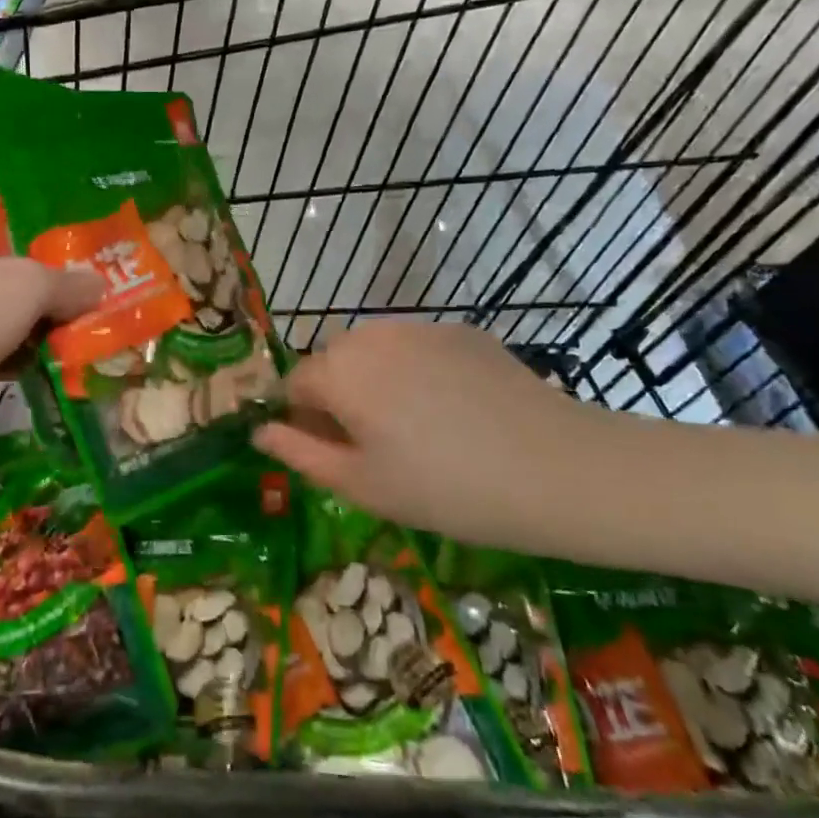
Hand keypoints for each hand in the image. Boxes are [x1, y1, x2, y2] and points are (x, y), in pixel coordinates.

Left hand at [0, 199, 102, 410]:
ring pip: (8, 311)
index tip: (80, 234)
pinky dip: (24, 356)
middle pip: (13, 265)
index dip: (41, 219)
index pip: (2, 210)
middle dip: (53, 281)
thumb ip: (69, 283)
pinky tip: (63, 361)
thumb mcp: (29, 285)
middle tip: (97, 287)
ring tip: (91, 326)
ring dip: (42, 324)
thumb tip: (100, 286)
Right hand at [252, 321, 612, 546]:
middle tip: (372, 447)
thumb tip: (259, 431)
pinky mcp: (462, 331)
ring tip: (414, 428)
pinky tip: (452, 411)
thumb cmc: (446, 490)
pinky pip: (416, 347)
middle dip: (336, 396)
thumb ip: (299, 452)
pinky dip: (415, 371)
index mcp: (339, 372)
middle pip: (332, 362)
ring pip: (374, 351)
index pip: (293, 384)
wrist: (558, 470)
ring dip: (374, 381)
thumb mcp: (361, 486)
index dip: (301, 419)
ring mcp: (420, 327)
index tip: (328, 453)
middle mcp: (371, 335)